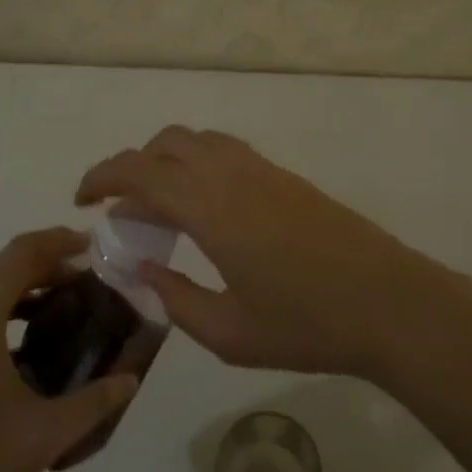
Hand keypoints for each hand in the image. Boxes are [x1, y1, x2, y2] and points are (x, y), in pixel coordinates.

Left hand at [0, 228, 138, 471]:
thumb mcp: (43, 435)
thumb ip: (93, 403)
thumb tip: (129, 381)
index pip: (22, 253)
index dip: (58, 242)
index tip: (91, 246)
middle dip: (42, 269)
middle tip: (80, 284)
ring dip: (14, 295)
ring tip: (50, 315)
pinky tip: (9, 356)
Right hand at [75, 128, 451, 380]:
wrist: (390, 302)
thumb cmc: (307, 324)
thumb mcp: (228, 331)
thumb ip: (175, 298)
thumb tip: (141, 271)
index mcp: (210, 206)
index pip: (139, 171)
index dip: (102, 177)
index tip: (82, 200)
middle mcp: (231, 173)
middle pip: (166, 143)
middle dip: (132, 167)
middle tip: (120, 210)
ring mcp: (261, 170)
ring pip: (198, 140)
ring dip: (167, 161)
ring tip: (160, 209)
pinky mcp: (284, 177)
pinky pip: (226, 151)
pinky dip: (198, 164)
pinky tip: (204, 210)